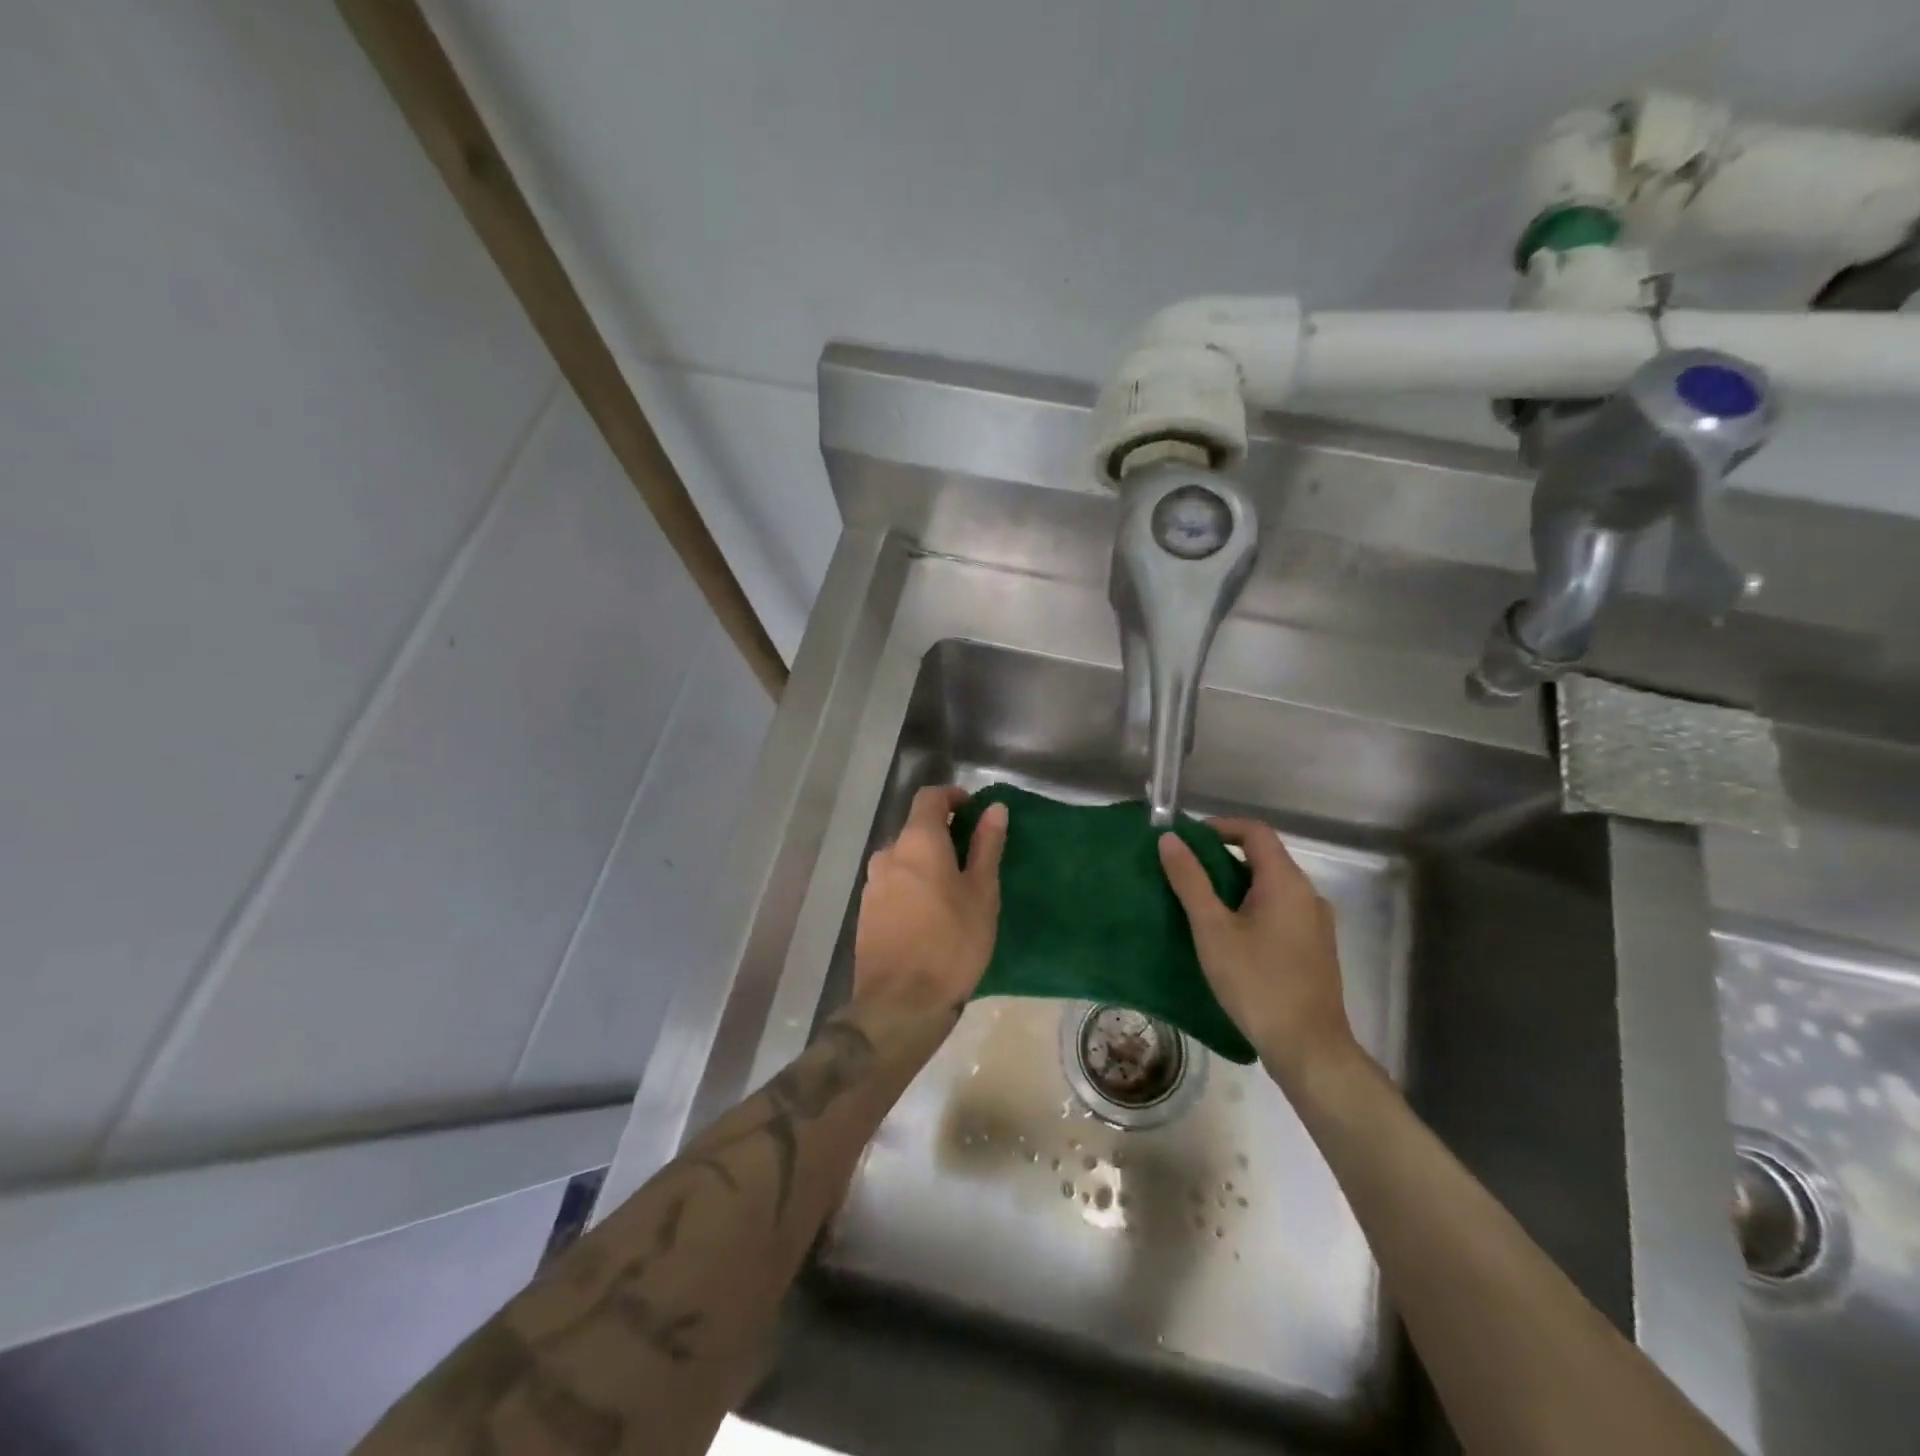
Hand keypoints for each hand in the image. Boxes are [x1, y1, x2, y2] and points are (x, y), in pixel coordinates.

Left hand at [853, 786, 1007, 1022]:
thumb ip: (987, 846)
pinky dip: (912, 885)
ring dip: (926, 862)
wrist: (900, 1004)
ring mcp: (872, 885)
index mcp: (917, 842)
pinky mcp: (866, 912)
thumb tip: (994, 808)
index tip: (974, 810)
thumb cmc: (952, 943)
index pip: (929, 797)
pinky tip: (930, 914)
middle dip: (942, 834)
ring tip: (954, 890)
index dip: (952, 796)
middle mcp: (888, 854)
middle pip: (915, 829)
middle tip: (972, 858)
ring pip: (903, 859)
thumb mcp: (982, 893)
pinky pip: (893, 884)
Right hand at [1158, 818, 1359, 1085]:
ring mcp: (1316, 922)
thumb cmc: (1256, 982)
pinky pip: (1281, 910)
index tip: (1188, 840)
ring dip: (1237, 885)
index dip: (1220, 827)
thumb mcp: (1212, 929)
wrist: (1308, 1047)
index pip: (1255, 832)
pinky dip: (1253, 907)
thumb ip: (1190, 881)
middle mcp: (1308, 894)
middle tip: (1186, 873)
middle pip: (1264, 858)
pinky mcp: (1315, 948)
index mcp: (1286, 881)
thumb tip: (1170, 839)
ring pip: (1272, 887)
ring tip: (1201, 904)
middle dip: (1223, 857)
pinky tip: (1231, 936)